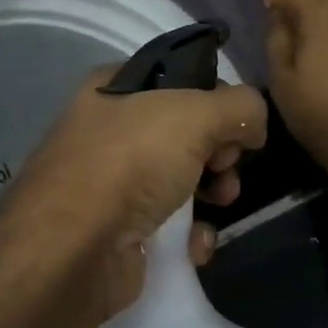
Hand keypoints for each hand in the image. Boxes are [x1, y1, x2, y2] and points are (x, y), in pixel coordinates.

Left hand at [0, 70, 268, 317]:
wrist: (73, 249)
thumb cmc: (130, 162)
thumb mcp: (194, 114)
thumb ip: (238, 106)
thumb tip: (253, 122)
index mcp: (113, 88)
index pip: (178, 78)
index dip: (214, 97)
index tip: (235, 123)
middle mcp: (107, 129)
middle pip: (185, 131)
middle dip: (219, 151)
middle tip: (225, 167)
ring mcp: (109, 181)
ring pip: (181, 177)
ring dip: (212, 192)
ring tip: (219, 204)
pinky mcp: (117, 229)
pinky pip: (168, 222)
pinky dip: (189, 233)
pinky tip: (194, 244)